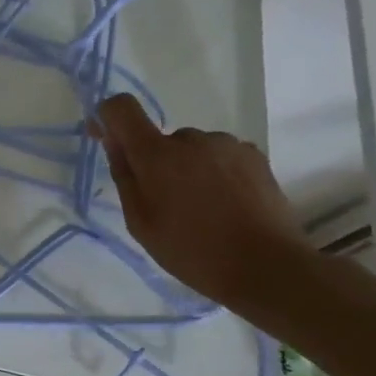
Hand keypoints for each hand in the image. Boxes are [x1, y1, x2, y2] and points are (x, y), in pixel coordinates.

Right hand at [89, 95, 310, 308]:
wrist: (267, 266)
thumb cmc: (191, 250)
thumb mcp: (140, 222)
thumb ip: (124, 176)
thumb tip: (113, 141)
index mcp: (156, 155)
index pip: (121, 108)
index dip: (108, 117)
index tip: (108, 140)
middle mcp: (191, 138)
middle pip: (160, 139)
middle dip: (156, 163)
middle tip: (167, 205)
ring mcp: (227, 144)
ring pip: (192, 149)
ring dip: (188, 169)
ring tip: (202, 209)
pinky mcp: (254, 155)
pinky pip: (220, 156)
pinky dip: (215, 173)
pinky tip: (226, 205)